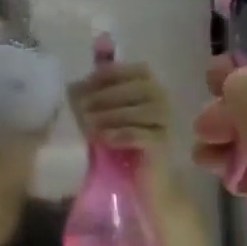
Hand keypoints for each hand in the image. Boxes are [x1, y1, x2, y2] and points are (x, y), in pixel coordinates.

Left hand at [70, 62, 173, 176]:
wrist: (139, 175)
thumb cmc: (120, 136)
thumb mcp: (105, 109)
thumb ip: (98, 89)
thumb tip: (80, 75)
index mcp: (150, 85)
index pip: (138, 70)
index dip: (112, 73)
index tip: (88, 82)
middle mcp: (163, 99)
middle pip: (139, 88)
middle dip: (107, 96)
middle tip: (81, 106)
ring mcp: (166, 122)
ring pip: (142, 111)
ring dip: (111, 115)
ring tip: (88, 123)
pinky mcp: (163, 145)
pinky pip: (144, 135)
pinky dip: (121, 134)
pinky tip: (103, 137)